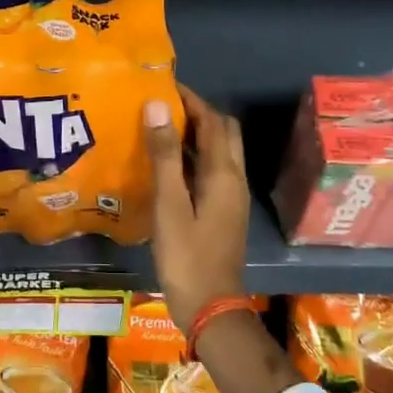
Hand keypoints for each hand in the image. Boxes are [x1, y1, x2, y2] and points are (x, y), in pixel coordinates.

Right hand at [144, 85, 248, 332]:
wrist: (211, 308)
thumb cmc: (187, 256)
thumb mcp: (170, 204)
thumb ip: (164, 155)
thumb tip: (158, 106)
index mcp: (223, 174)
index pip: (213, 121)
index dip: (191, 99)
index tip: (163, 84)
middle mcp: (234, 180)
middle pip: (222, 132)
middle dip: (197, 113)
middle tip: (162, 106)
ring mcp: (231, 198)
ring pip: (218, 152)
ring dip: (195, 135)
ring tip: (159, 128)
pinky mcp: (223, 212)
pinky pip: (211, 171)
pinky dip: (192, 158)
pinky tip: (166, 166)